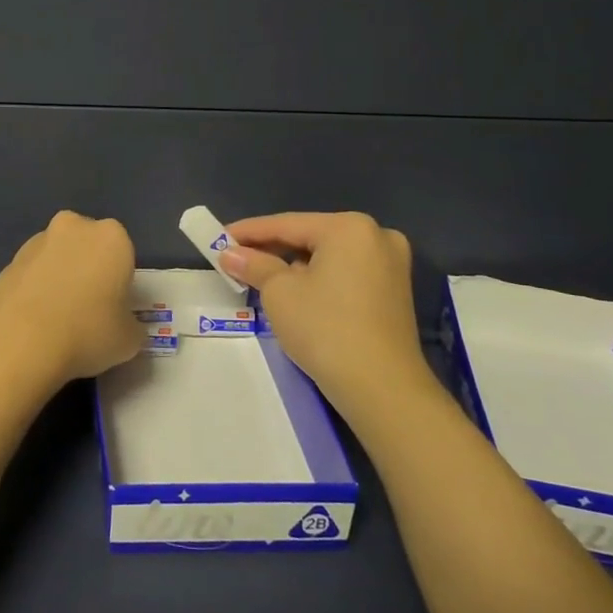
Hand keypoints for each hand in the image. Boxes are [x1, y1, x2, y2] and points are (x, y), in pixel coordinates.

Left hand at [0, 211, 143, 397]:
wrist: (21, 341)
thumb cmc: (88, 332)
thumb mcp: (129, 339)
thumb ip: (130, 324)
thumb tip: (122, 325)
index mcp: (111, 237)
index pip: (123, 254)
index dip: (119, 282)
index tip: (114, 308)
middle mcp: (73, 227)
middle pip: (87, 246)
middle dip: (88, 269)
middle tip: (88, 309)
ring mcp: (36, 242)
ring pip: (57, 257)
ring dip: (59, 277)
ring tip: (56, 319)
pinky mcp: (8, 261)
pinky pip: (31, 274)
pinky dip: (35, 290)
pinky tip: (33, 321)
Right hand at [221, 212, 432, 413]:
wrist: (382, 388)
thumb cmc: (325, 329)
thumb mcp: (279, 293)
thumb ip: (254, 265)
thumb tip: (230, 254)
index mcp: (349, 227)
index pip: (286, 224)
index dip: (248, 231)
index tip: (217, 238)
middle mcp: (376, 236)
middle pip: (310, 237)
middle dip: (272, 249)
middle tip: (235, 259)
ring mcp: (391, 265)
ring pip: (329, 256)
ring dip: (294, 265)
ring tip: (260, 277)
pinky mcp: (395, 292)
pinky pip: (346, 274)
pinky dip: (319, 279)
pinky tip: (295, 293)